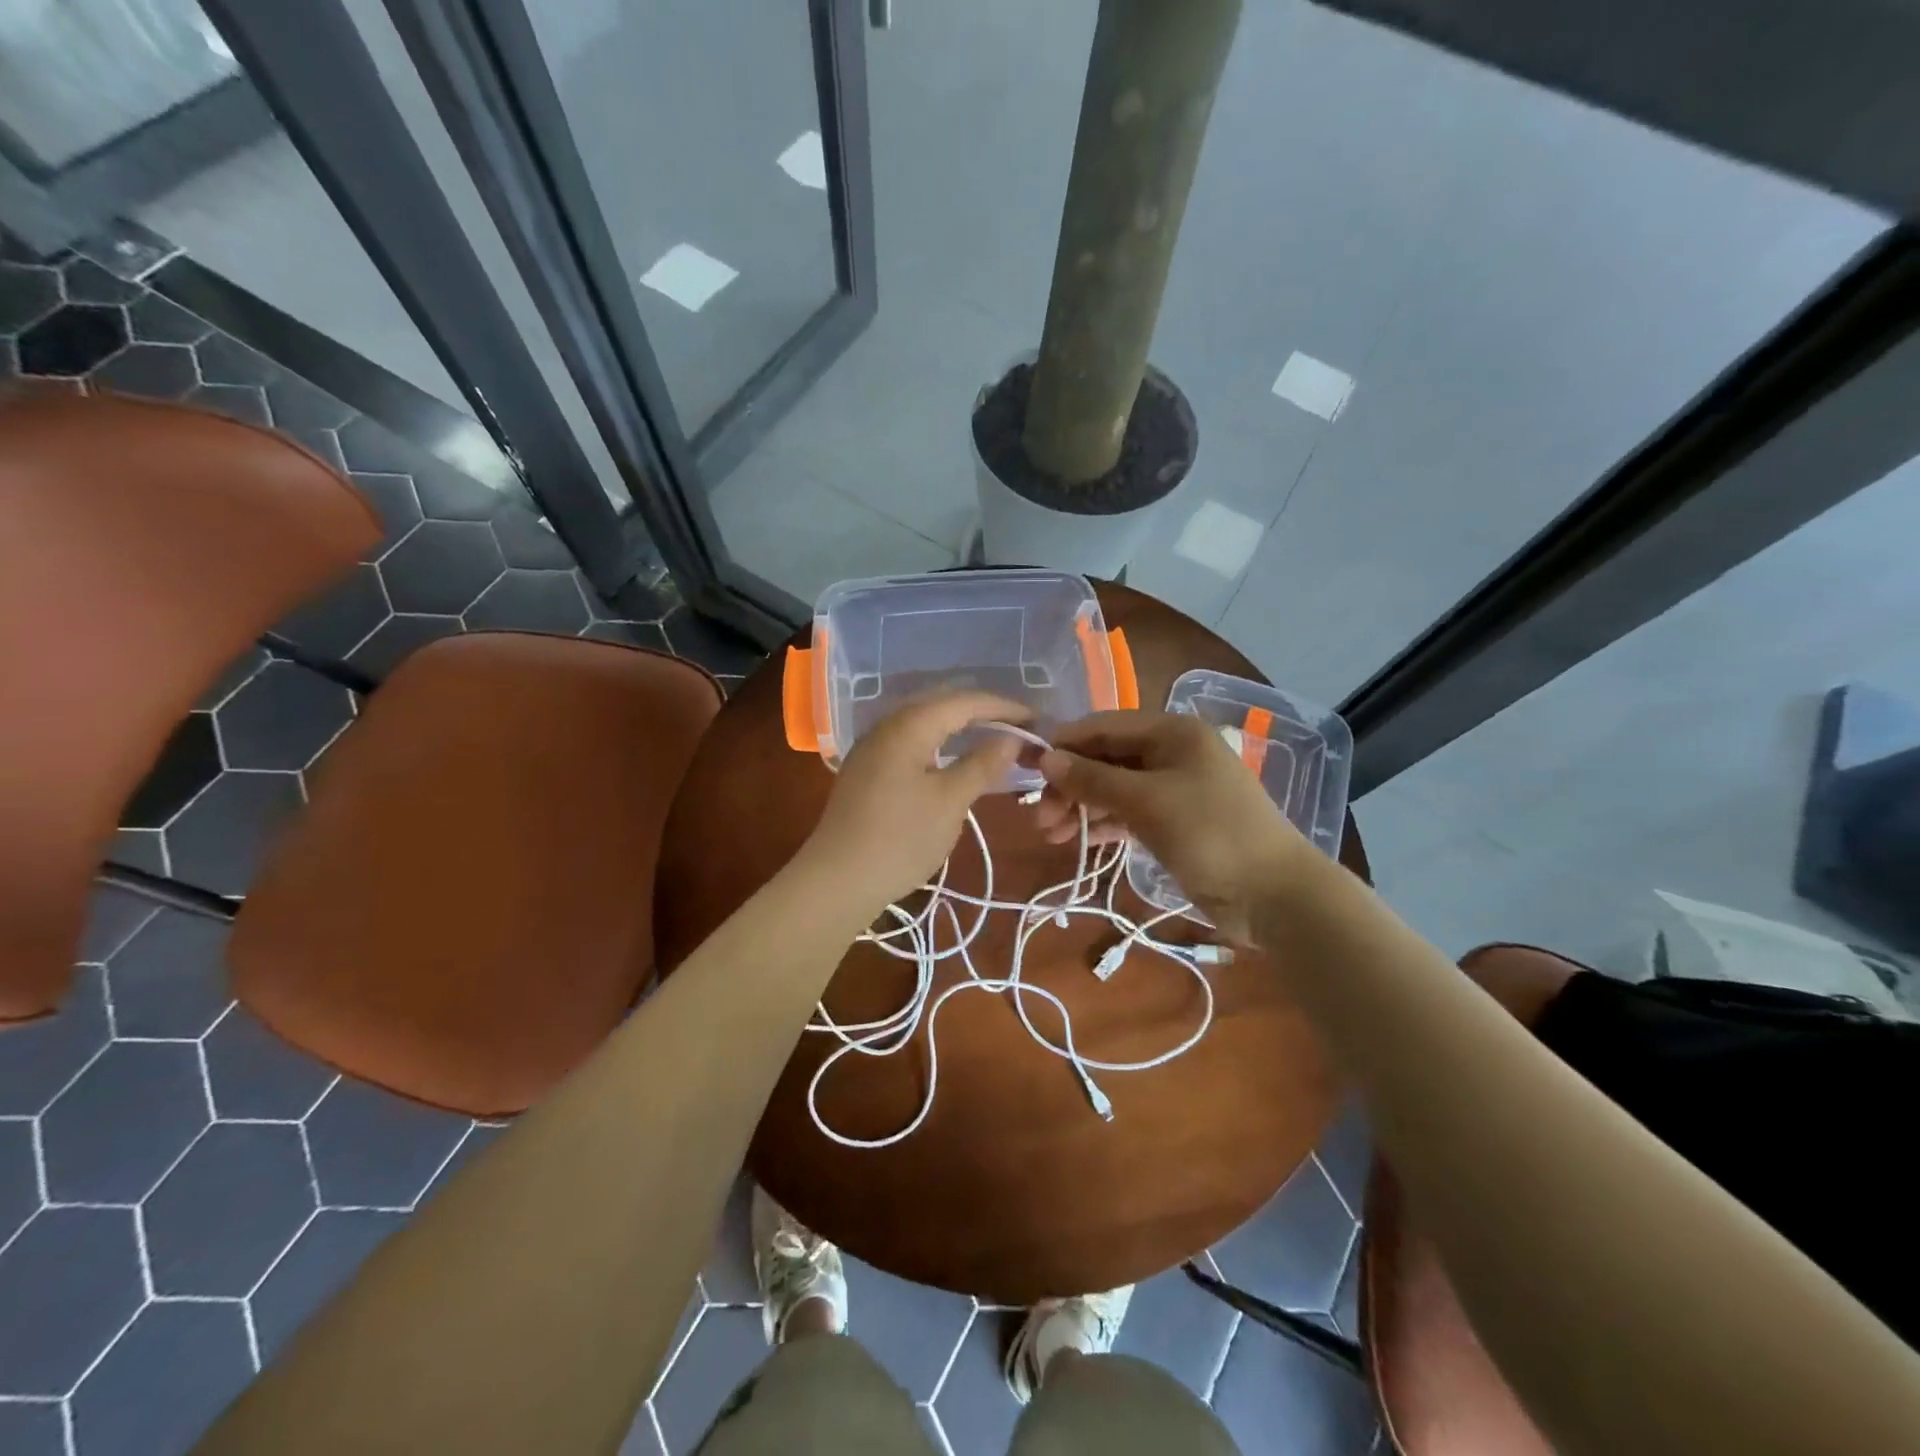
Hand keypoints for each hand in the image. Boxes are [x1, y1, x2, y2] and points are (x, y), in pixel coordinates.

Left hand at [797, 691, 1028, 916]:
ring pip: (926, 722)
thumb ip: (983, 763)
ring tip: (994, 741)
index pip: (966, 701)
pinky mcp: (867, 769)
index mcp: (910, 724)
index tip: (1038, 721)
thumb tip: (1011, 737)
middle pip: (944, 704)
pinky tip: (954, 760)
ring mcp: (873, 747)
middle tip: (1020, 729)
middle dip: (984, 713)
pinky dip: (940, 744)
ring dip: (961, 727)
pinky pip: (912, 741)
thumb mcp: (951, 801)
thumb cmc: (900, 838)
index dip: (1005, 707)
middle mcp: (888, 725)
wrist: (837, 880)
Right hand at [1034, 711, 1310, 941]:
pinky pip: (1129, 814)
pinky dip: (1104, 824)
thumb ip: (1093, 779)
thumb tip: (1046, 758)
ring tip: (1049, 834)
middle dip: (1071, 785)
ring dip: (1082, 808)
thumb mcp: (1146, 802)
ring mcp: (1175, 789)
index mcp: (1172, 732)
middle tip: (1039, 817)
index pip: (1104, 726)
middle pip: (1107, 759)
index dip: (1065, 745)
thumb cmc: (1211, 834)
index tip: (1028, 769)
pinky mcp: (1175, 822)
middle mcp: (1172, 752)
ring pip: (1115, 789)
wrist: (1275, 895)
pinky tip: (1078, 841)